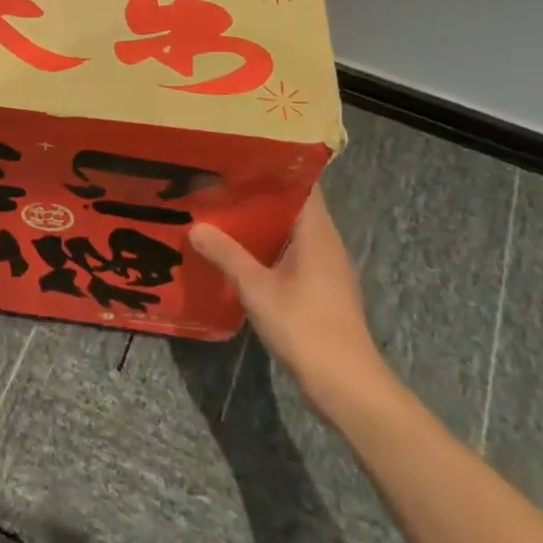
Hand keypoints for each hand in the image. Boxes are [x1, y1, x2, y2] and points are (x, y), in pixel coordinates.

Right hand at [188, 187, 391, 415]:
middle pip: (294, 205)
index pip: (302, 183)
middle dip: (259, 194)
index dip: (274, 167)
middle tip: (219, 183)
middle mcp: (326, 242)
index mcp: (317, 232)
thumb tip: (196, 227)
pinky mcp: (322, 288)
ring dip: (261, 223)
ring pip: (291, 231)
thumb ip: (226, 255)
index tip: (239, 158)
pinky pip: (292, 253)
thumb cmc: (305, 328)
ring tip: (222, 213)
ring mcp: (326, 267)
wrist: (346, 385)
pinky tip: (239, 253)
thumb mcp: (257, 289)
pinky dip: (268, 247)